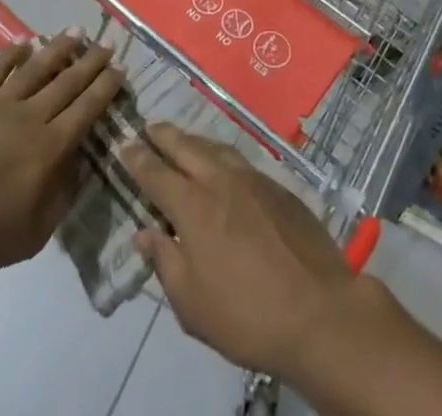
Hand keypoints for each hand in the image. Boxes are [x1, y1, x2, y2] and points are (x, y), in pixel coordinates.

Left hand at [0, 34, 122, 280]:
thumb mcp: (32, 235)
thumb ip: (61, 198)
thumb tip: (81, 166)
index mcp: (51, 147)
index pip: (87, 109)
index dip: (105, 87)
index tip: (120, 68)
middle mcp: (31, 116)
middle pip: (68, 82)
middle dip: (91, 62)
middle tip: (108, 43)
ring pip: (37, 68)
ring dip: (59, 48)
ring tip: (76, 31)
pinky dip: (12, 54)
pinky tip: (25, 42)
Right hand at [121, 124, 375, 380]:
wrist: (318, 309)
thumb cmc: (246, 314)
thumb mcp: (192, 304)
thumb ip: (165, 262)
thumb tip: (144, 233)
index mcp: (194, 207)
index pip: (157, 174)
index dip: (137, 159)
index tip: (123, 144)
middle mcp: (221, 180)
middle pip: (186, 147)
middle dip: (163, 136)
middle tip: (148, 127)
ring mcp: (252, 178)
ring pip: (215, 147)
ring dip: (193, 140)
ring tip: (181, 139)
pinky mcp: (277, 186)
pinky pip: (239, 159)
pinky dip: (220, 154)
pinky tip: (221, 164)